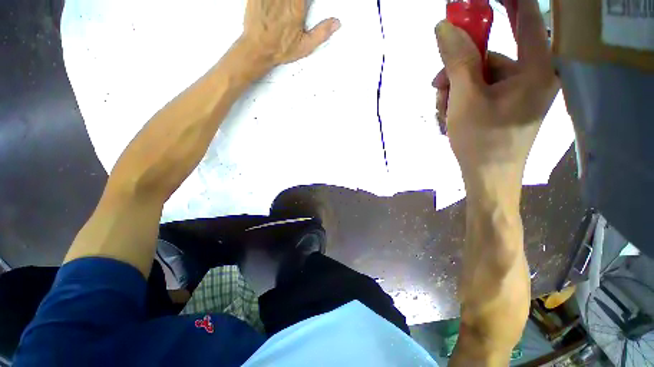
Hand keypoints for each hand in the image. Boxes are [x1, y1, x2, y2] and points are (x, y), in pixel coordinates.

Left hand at [242, 0, 340, 65]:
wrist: (257, 49)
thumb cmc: (279, 48)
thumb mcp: (305, 46)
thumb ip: (322, 33)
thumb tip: (336, 23)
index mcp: (297, 5)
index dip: (308, 0)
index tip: (307, 4)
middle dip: (298, 1)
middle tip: (297, 7)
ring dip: (286, 1)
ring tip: (288, 8)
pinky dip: (273, 0)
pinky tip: (276, 5)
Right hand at [434, 0, 558, 199]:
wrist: (487, 179)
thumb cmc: (481, 142)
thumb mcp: (465, 99)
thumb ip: (457, 61)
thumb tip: (443, 27)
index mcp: (535, 70)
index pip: (524, 19)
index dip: (506, 1)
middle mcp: (531, 76)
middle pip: (489, 56)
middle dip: (457, 70)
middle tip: (437, 87)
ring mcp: (518, 92)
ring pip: (478, 77)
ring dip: (454, 90)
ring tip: (444, 112)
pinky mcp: (505, 105)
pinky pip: (480, 91)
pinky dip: (461, 100)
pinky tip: (451, 116)